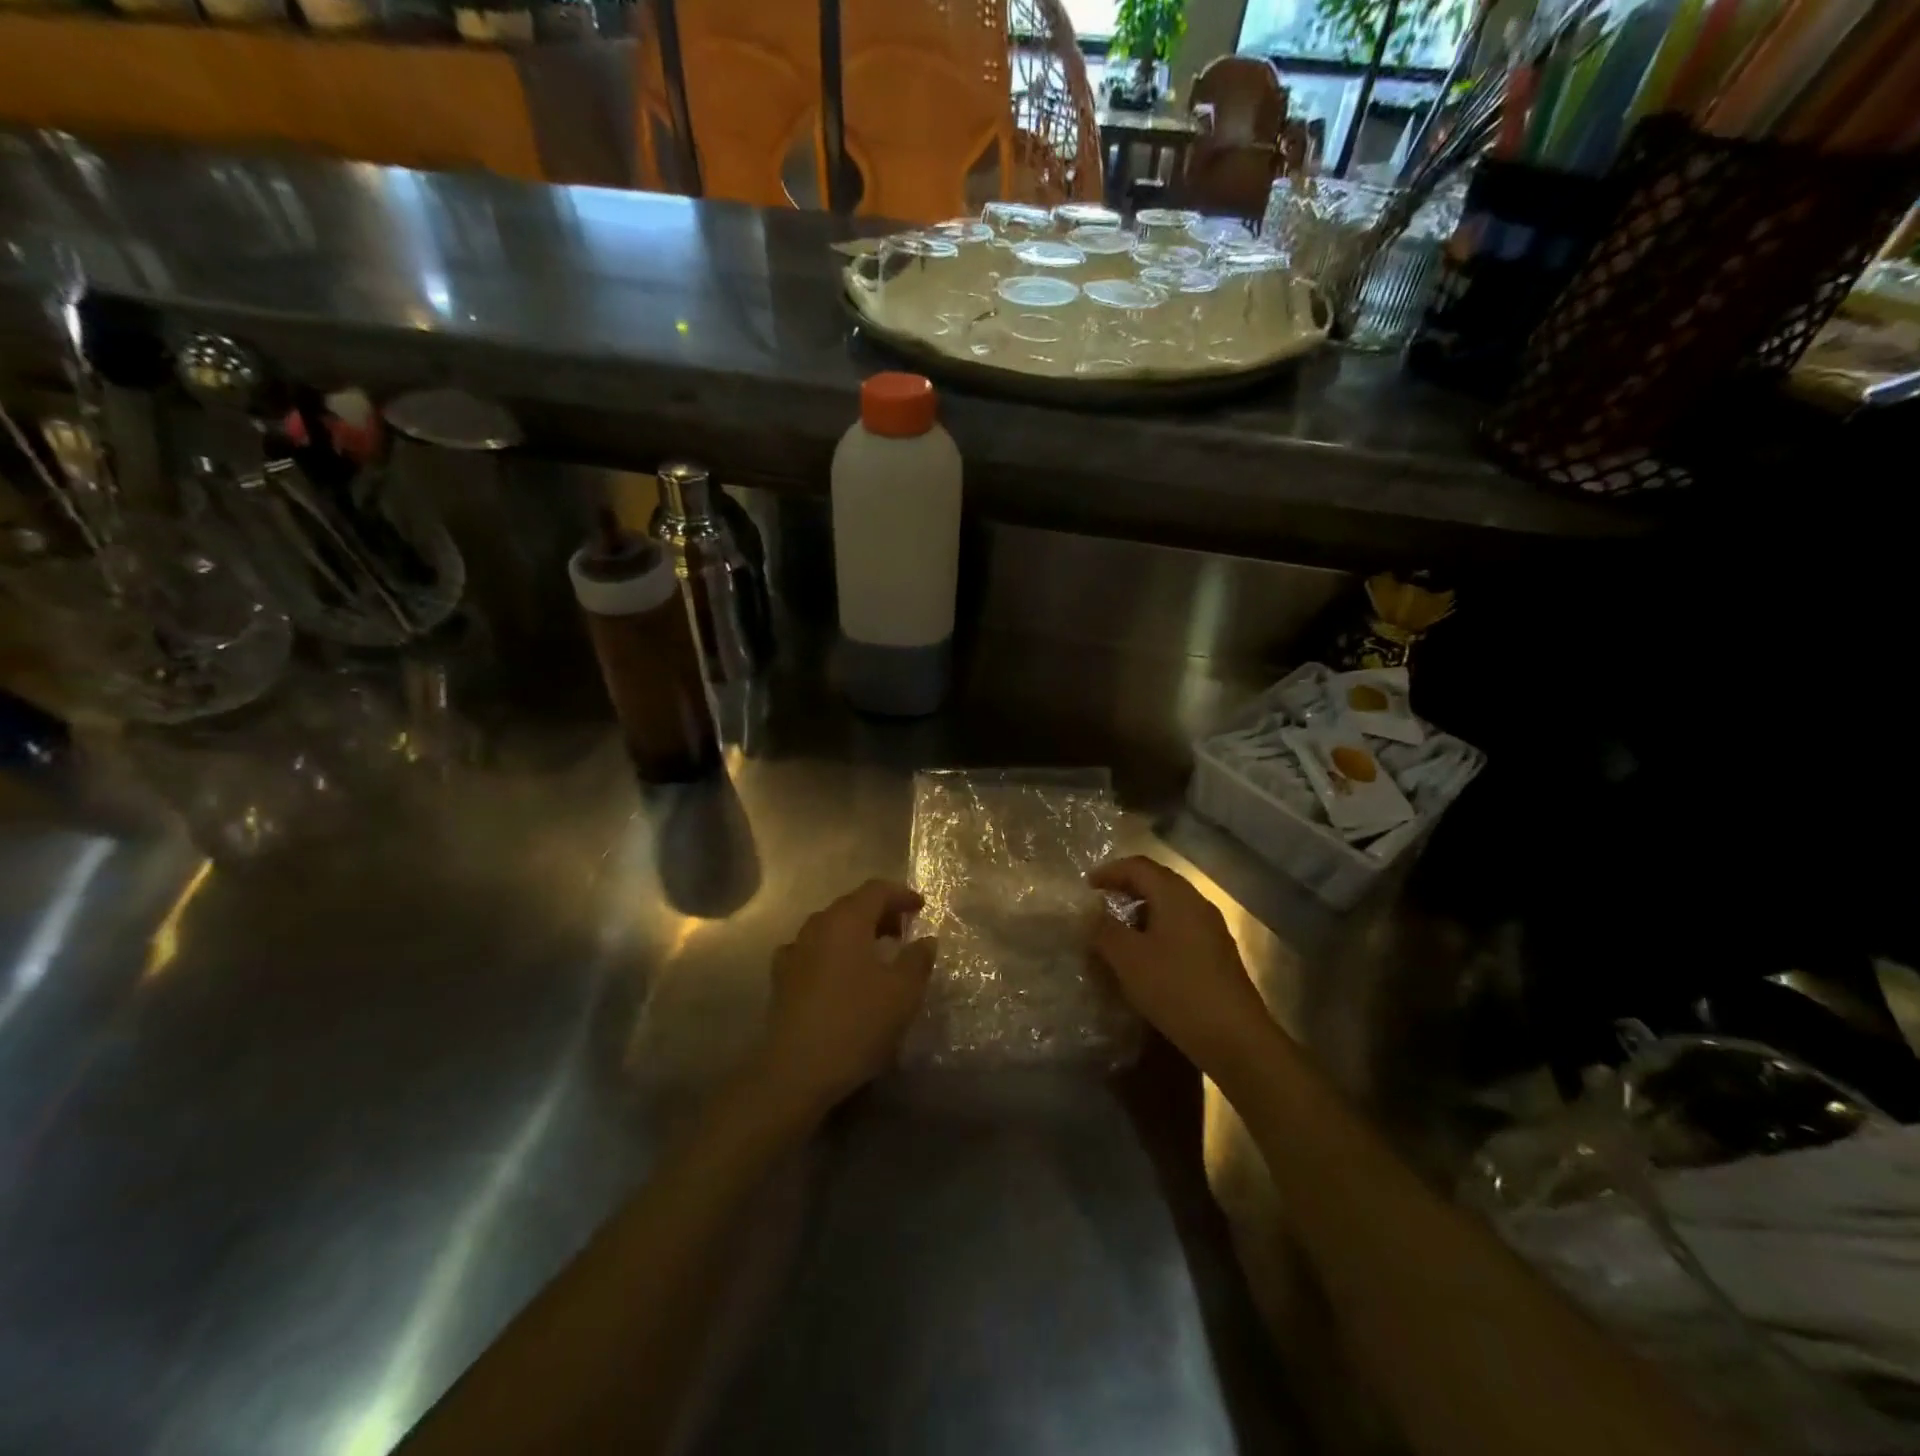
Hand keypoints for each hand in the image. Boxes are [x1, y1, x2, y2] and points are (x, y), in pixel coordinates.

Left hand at [757, 879, 935, 1118]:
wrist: (797, 1070)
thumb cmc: (857, 1022)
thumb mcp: (903, 992)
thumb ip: (918, 959)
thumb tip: (926, 940)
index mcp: (847, 920)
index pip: (876, 890)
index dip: (901, 894)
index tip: (921, 907)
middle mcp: (817, 926)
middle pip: (851, 906)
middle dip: (880, 912)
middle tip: (903, 930)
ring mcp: (794, 951)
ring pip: (831, 928)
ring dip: (856, 933)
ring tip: (877, 953)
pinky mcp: (782, 978)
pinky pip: (812, 951)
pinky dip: (832, 953)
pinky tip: (840, 974)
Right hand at [1089, 856, 1278, 1080]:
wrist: (1234, 1037)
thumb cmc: (1175, 988)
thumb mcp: (1128, 958)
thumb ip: (1104, 930)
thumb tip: (1090, 913)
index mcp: (1176, 896)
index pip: (1139, 866)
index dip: (1110, 871)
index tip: (1087, 886)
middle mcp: (1197, 904)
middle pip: (1157, 883)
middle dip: (1126, 889)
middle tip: (1099, 905)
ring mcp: (1211, 930)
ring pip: (1169, 908)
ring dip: (1141, 913)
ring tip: (1117, 933)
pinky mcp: (1217, 956)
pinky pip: (1180, 930)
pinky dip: (1156, 933)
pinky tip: (1145, 958)